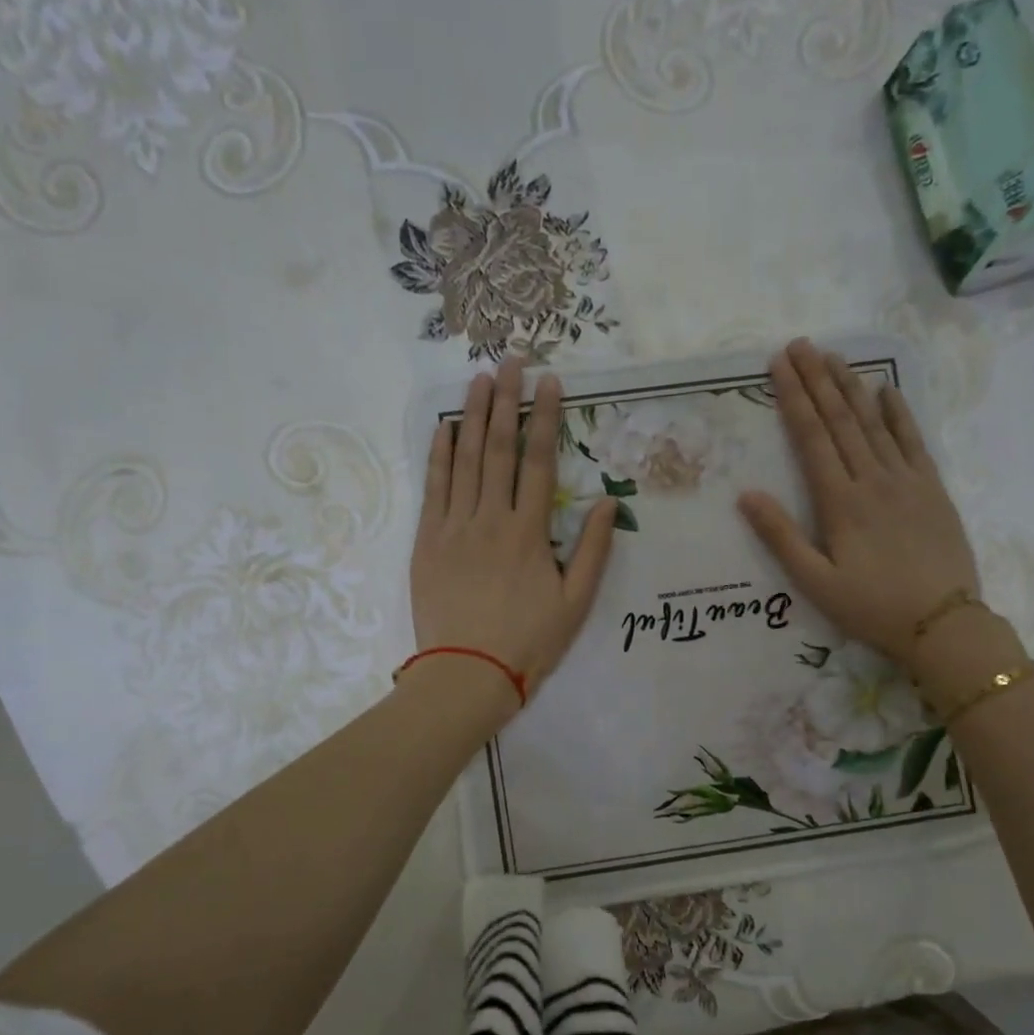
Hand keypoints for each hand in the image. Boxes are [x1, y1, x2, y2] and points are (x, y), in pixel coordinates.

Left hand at [411, 358, 618, 707]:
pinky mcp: (427, 542)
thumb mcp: (576, 602)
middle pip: (498, 449)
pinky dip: (438, 455)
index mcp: (529, 532)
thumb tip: (606, 501)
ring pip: (464, 460)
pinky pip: (433, 488)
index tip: (549, 382)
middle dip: (506, 401)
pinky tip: (443, 428)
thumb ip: (592, 549)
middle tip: (511, 360)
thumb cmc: (528, 642)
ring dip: (471, 416)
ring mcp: (454, 527)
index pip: (538, 462)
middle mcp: (490, 518)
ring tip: (478, 379)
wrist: (466, 674)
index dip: (544, 418)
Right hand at [737, 338, 980, 672]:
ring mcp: (906, 480)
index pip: (812, 438)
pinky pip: (914, 441)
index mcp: (840, 502)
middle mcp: (872, 479)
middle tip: (800, 344)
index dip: (794, 398)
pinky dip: (899, 413)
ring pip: (874, 423)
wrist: (943, 623)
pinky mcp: (932, 489)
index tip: (779, 364)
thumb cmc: (871, 607)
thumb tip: (746, 495)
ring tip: (834, 356)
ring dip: (852, 387)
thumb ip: (780, 537)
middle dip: (818, 379)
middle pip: (840, 420)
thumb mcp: (815, 582)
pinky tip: (887, 391)